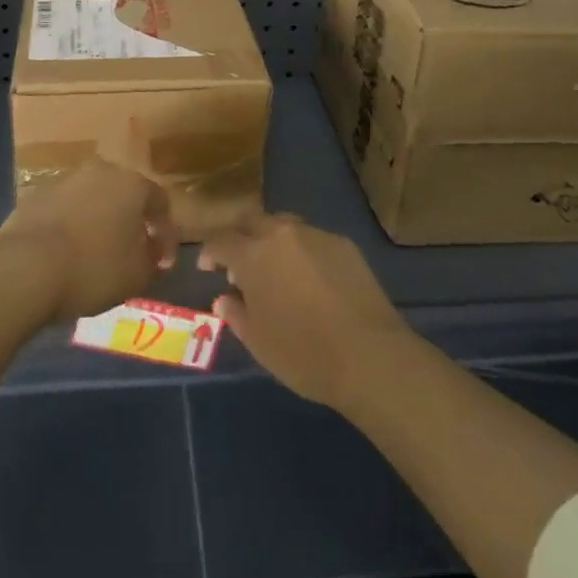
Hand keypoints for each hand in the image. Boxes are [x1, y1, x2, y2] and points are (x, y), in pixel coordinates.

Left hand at [0, 160, 177, 323]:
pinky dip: (71, 225)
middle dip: (131, 221)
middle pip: (123, 194)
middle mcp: (100, 171)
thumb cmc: (93, 268)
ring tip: (96, 253)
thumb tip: (154, 252)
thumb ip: (153, 261)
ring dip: (99, 220)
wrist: (24, 268)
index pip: (160, 202)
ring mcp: (64, 179)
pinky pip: (64, 209)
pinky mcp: (35, 194)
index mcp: (131, 183)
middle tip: (132, 252)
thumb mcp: (137, 275)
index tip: (162, 261)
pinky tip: (67, 252)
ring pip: (92, 198)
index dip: (165, 233)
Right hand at [199, 215, 409, 407]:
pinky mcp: (343, 244)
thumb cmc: (303, 353)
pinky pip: (311, 239)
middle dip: (240, 238)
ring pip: (283, 226)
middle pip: (251, 223)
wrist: (369, 355)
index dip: (209, 252)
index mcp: (253, 254)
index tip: (207, 267)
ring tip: (274, 269)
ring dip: (271, 241)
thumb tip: (223, 299)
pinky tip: (308, 278)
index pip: (220, 240)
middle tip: (238, 264)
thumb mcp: (258, 342)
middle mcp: (281, 234)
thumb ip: (236, 314)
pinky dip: (301, 251)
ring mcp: (315, 235)